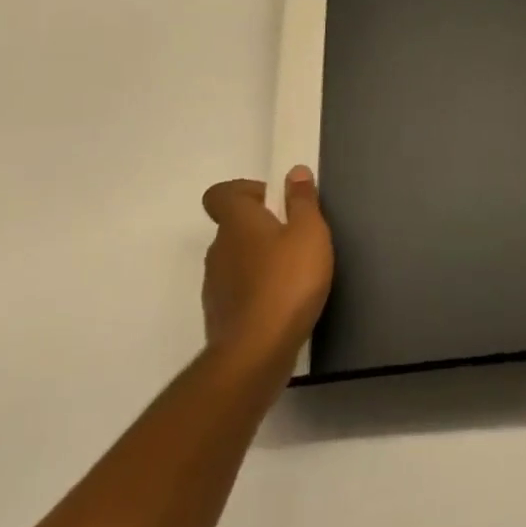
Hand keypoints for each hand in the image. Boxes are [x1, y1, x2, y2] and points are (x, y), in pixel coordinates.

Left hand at [200, 167, 333, 365]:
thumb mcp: (309, 233)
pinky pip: (238, 291)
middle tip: (295, 238)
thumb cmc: (287, 282)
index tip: (274, 202)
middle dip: (261, 228)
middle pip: (234, 227)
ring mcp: (215, 285)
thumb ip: (302, 200)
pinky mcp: (220, 317)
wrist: (256, 354)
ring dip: (259, 261)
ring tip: (293, 274)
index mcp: (237, 222)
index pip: (220, 194)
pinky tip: (282, 304)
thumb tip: (294, 172)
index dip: (245, 191)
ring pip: (236, 260)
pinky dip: (256, 291)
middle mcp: (218, 249)